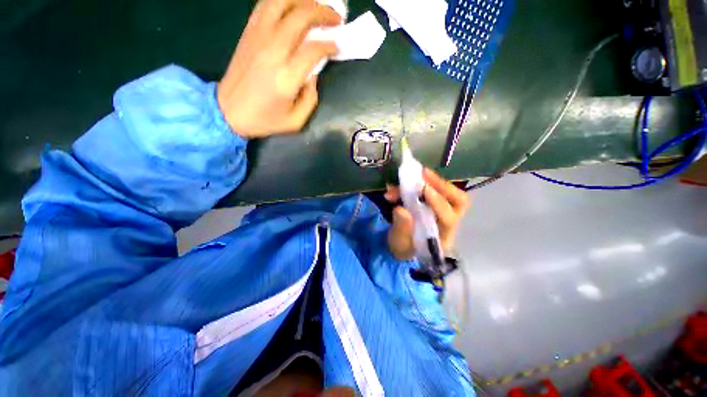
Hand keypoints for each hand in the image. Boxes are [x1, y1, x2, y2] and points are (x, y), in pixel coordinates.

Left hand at [217, 0, 341, 137]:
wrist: (228, 112)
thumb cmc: (264, 120)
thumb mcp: (296, 121)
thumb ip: (311, 98)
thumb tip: (313, 75)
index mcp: (286, 77)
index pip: (314, 49)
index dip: (330, 45)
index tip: (337, 46)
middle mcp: (273, 51)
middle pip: (301, 16)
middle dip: (324, 12)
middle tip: (336, 18)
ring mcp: (258, 37)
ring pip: (282, 2)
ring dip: (303, 0)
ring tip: (315, 7)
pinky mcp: (248, 33)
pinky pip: (265, 5)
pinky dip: (282, 0)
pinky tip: (293, 6)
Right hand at [384, 169, 469, 260]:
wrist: (402, 245)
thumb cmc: (403, 247)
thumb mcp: (399, 243)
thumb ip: (401, 228)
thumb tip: (400, 209)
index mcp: (443, 237)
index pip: (448, 218)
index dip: (438, 202)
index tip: (423, 189)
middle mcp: (448, 223)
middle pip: (458, 201)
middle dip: (442, 185)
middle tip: (424, 174)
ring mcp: (443, 212)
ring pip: (449, 193)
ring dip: (434, 181)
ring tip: (418, 172)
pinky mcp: (434, 204)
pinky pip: (434, 190)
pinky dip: (424, 182)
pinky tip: (409, 180)